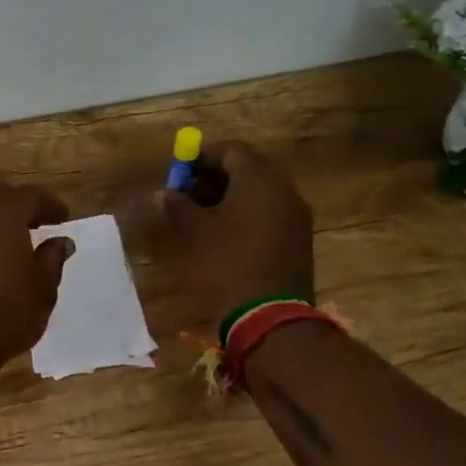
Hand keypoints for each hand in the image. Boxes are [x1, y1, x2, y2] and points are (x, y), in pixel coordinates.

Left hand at [0, 177, 75, 369]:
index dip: (49, 204)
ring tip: (7, 243)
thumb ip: (52, 260)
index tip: (63, 218)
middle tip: (32, 222)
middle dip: (14, 202)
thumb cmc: (4, 314)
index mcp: (3, 214)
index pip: (30, 196)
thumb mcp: (42, 290)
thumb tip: (61, 241)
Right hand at [157, 140, 314, 329]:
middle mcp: (284, 189)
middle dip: (216, 176)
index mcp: (259, 179)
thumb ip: (177, 205)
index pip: (231, 150)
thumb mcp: (192, 232)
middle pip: (249, 168)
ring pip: (261, 191)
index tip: (180, 173)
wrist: (269, 316)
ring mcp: (296, 215)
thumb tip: (166, 193)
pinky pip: (271, 212)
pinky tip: (226, 235)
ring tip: (203, 217)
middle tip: (189, 193)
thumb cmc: (225, 264)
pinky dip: (247, 214)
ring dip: (231, 196)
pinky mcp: (299, 238)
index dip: (202, 157)